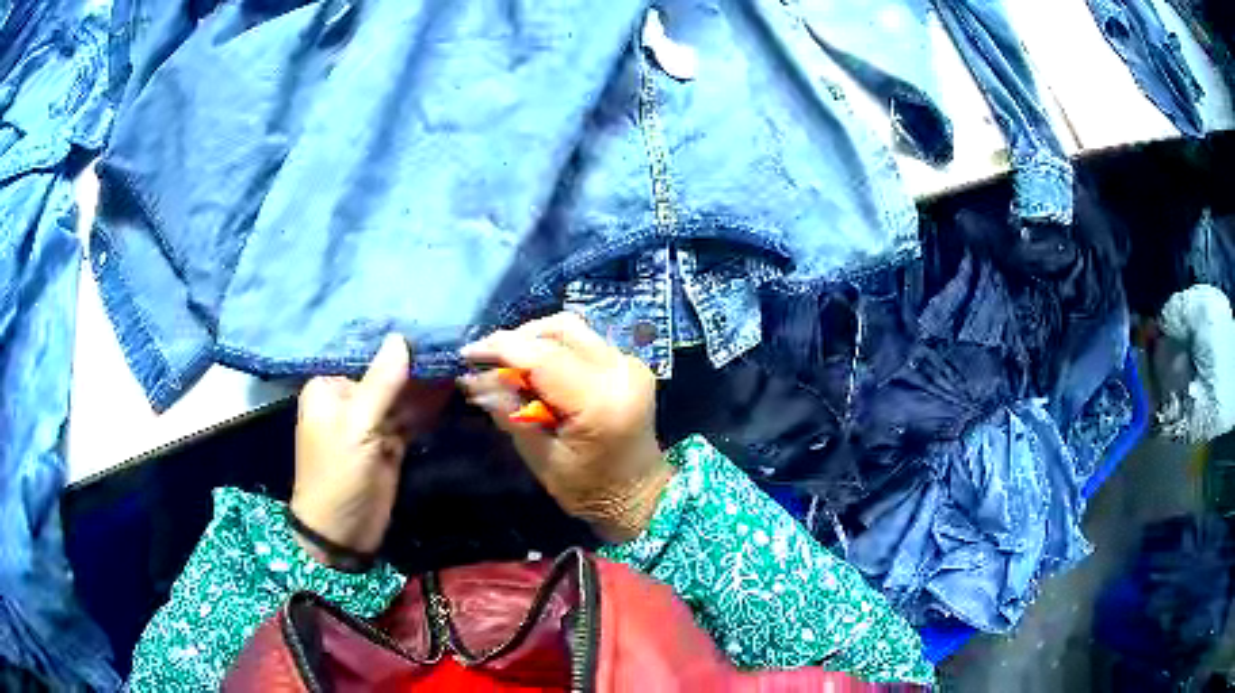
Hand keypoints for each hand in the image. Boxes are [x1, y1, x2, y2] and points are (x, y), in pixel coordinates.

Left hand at [291, 334, 450, 560]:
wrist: (341, 533)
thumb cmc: (338, 474)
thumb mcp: (357, 426)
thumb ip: (381, 383)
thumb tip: (400, 338)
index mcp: (329, 389)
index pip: (367, 358)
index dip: (398, 346)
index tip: (432, 330)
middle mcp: (348, 401)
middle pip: (387, 377)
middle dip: (417, 367)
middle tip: (454, 347)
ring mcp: (370, 424)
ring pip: (402, 398)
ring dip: (427, 387)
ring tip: (459, 363)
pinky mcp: (388, 444)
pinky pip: (410, 419)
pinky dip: (428, 409)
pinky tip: (451, 391)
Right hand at [459, 313, 672, 541]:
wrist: (640, 495)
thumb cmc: (589, 490)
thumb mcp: (541, 458)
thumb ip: (510, 413)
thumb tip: (473, 379)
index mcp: (599, 401)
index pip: (542, 357)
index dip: (501, 349)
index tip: (467, 354)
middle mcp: (620, 372)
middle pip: (559, 330)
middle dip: (516, 340)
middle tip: (486, 361)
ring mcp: (629, 364)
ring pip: (572, 329)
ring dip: (535, 339)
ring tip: (508, 363)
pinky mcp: (630, 364)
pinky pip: (585, 340)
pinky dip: (555, 346)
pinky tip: (537, 369)